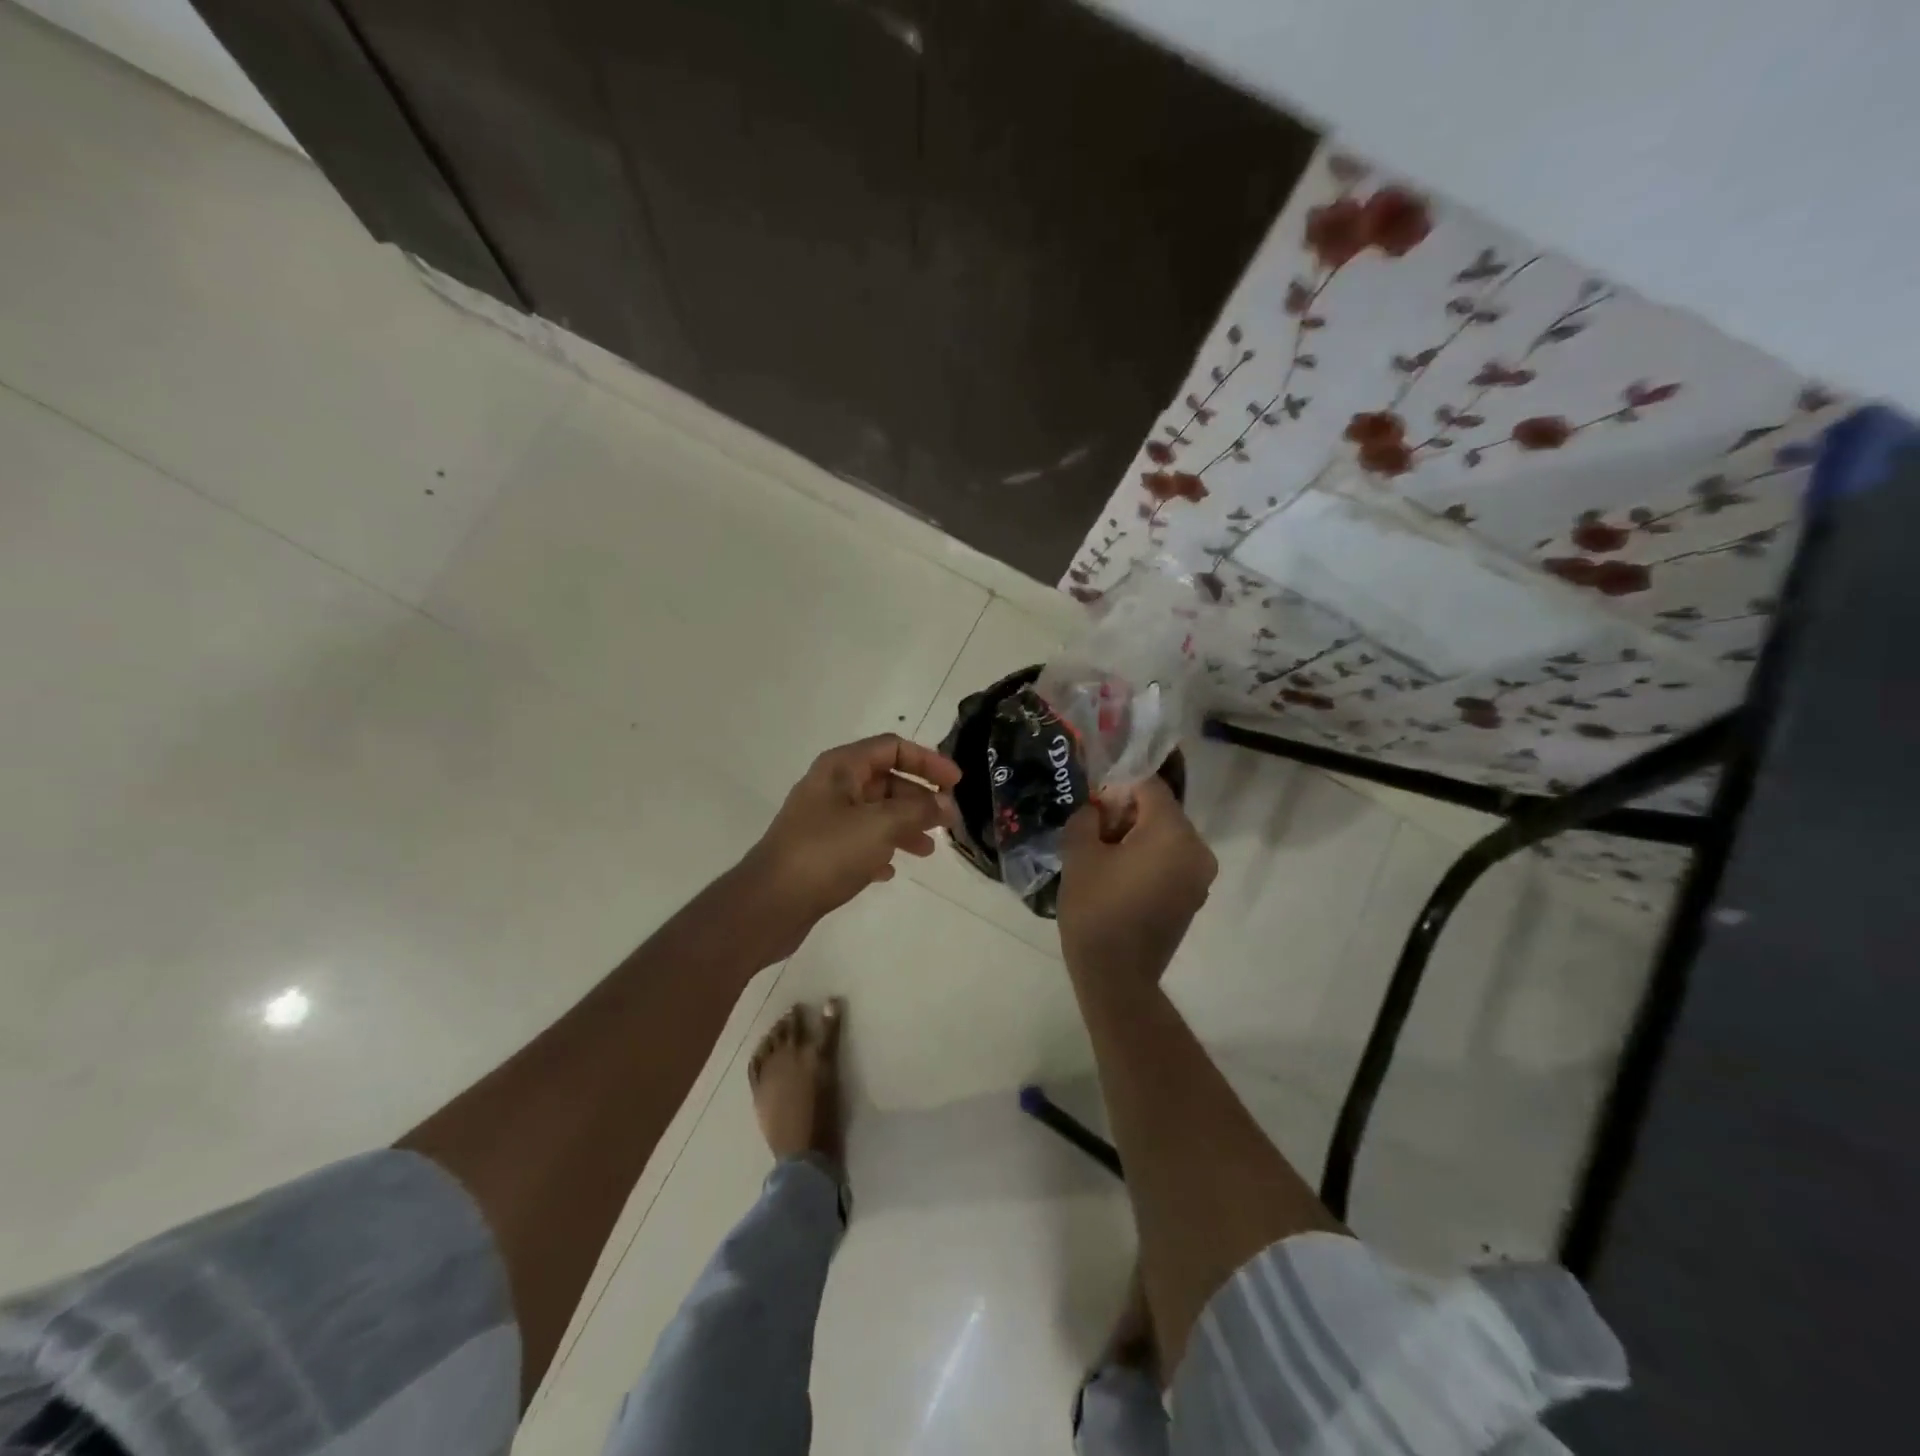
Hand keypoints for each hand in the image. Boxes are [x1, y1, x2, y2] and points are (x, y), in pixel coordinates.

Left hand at [744, 734, 961, 936]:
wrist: (770, 903)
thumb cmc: (827, 853)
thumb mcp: (880, 826)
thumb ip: (918, 811)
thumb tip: (945, 805)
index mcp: (841, 768)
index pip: (892, 748)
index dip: (927, 761)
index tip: (956, 783)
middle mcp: (831, 787)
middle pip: (885, 781)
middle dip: (919, 799)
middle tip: (948, 822)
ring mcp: (823, 820)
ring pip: (874, 813)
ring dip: (904, 826)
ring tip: (927, 850)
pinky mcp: (819, 851)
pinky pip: (859, 841)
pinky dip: (880, 850)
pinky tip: (890, 870)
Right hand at [1057, 776, 1216, 982]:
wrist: (1117, 976)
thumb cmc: (1096, 909)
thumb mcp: (1079, 854)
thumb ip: (1087, 817)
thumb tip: (1097, 809)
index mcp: (1173, 832)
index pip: (1149, 786)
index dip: (1117, 786)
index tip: (1092, 800)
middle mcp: (1197, 849)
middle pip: (1161, 811)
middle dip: (1127, 812)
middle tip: (1093, 829)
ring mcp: (1200, 877)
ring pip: (1167, 837)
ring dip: (1137, 836)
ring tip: (1103, 855)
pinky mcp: (1194, 897)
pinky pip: (1172, 861)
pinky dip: (1149, 858)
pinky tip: (1119, 876)